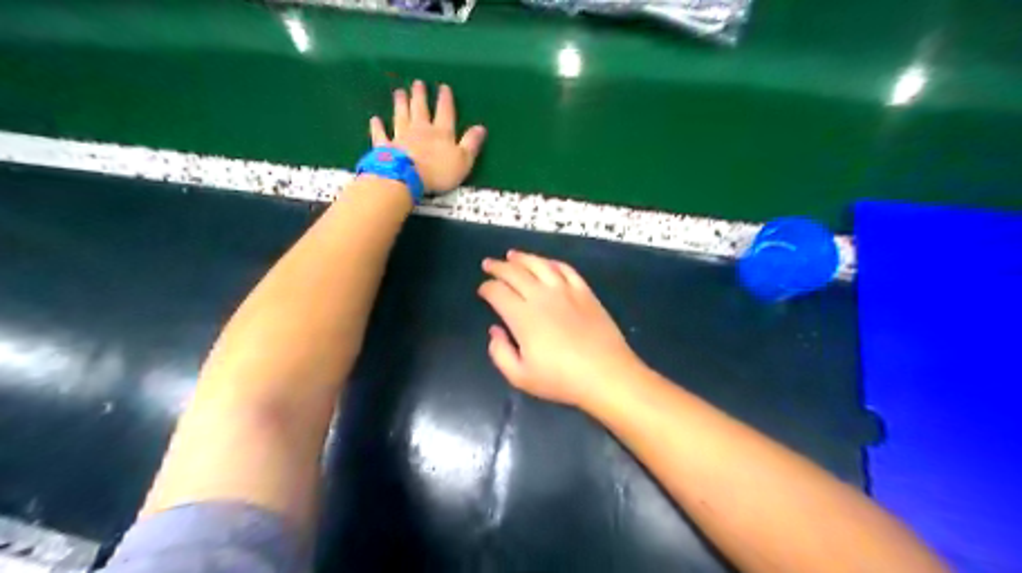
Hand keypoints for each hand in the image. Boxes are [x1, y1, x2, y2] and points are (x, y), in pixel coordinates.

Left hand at [372, 79, 484, 191]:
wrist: (406, 177)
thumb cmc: (438, 171)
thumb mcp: (463, 160)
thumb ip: (471, 143)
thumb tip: (481, 127)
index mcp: (441, 133)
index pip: (445, 112)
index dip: (445, 100)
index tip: (443, 87)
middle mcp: (420, 130)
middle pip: (420, 109)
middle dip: (420, 96)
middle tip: (417, 83)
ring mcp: (401, 137)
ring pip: (401, 116)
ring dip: (400, 104)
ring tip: (399, 92)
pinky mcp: (385, 147)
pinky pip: (381, 134)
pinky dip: (378, 126)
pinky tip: (375, 119)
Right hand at [481, 251, 635, 407]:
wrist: (606, 373)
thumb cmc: (561, 379)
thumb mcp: (521, 377)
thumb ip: (500, 353)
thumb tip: (495, 331)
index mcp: (523, 316)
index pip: (498, 292)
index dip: (486, 288)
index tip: (482, 290)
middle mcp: (541, 296)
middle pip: (515, 273)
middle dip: (498, 267)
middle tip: (488, 264)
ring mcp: (565, 290)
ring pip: (539, 265)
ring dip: (523, 258)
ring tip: (512, 255)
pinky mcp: (584, 292)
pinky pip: (565, 269)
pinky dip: (551, 263)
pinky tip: (546, 263)